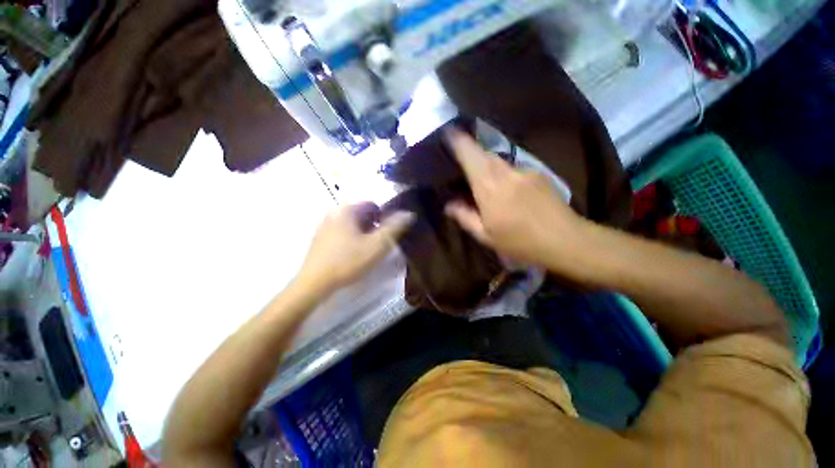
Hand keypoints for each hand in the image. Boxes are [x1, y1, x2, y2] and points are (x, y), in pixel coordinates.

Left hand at [297, 203, 413, 291]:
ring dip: (362, 232)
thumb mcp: (377, 245)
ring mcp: (324, 224)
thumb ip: (394, 228)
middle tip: (377, 244)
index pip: (373, 204)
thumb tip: (409, 213)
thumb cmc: (348, 261)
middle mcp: (334, 212)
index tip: (386, 234)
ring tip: (366, 250)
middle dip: (373, 226)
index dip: (384, 218)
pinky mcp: (319, 236)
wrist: (314, 283)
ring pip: (352, 223)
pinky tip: (351, 253)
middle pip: (362, 214)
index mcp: (347, 210)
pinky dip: (351, 237)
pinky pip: (341, 230)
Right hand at [444, 130, 586, 267]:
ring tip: (484, 182)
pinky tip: (508, 191)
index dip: (458, 141)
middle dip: (471, 153)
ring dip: (487, 165)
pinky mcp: (538, 173)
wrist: (566, 240)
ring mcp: (524, 170)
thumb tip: (449, 205)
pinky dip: (504, 174)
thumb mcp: (486, 236)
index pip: (471, 156)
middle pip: (484, 154)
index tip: (448, 133)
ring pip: (499, 160)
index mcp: (490, 188)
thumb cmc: (521, 242)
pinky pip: (513, 168)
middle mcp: (506, 172)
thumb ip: (465, 217)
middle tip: (462, 163)